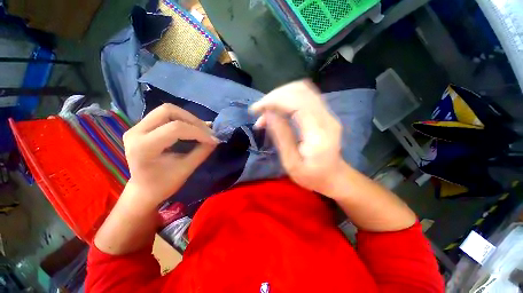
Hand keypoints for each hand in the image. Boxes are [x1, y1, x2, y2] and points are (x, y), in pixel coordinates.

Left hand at [122, 104, 217, 207]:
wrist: (143, 190)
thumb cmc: (163, 185)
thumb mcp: (186, 169)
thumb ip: (202, 152)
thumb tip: (215, 140)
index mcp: (144, 147)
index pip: (175, 129)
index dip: (198, 132)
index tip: (213, 139)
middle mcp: (136, 132)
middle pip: (168, 110)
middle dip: (193, 119)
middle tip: (207, 131)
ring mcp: (136, 127)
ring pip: (167, 110)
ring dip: (188, 118)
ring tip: (201, 129)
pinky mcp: (141, 127)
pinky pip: (165, 116)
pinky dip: (182, 120)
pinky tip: (192, 128)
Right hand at [250, 80, 346, 196]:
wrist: (334, 177)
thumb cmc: (312, 176)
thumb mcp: (292, 163)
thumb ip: (281, 136)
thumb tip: (268, 114)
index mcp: (318, 132)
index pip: (296, 102)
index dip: (273, 100)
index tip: (256, 109)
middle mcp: (326, 117)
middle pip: (300, 90)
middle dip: (275, 96)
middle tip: (259, 111)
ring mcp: (327, 113)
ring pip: (302, 89)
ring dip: (280, 96)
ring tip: (266, 111)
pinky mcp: (324, 113)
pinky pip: (305, 96)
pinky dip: (287, 98)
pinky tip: (278, 110)